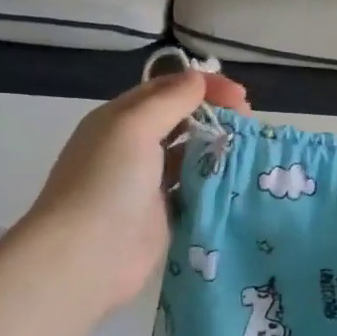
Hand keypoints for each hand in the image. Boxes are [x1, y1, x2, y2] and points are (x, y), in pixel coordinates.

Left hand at [21, 71, 249, 312]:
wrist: (85, 256)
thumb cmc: (107, 182)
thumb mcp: (134, 127)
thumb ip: (169, 101)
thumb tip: (197, 78)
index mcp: (120, 119)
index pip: (166, 90)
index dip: (204, 87)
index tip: (241, 97)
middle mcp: (132, 148)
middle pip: (181, 122)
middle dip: (214, 117)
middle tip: (250, 124)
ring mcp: (147, 184)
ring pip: (190, 158)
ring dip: (217, 151)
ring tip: (250, 153)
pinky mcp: (162, 217)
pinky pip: (193, 193)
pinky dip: (214, 186)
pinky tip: (239, 183)